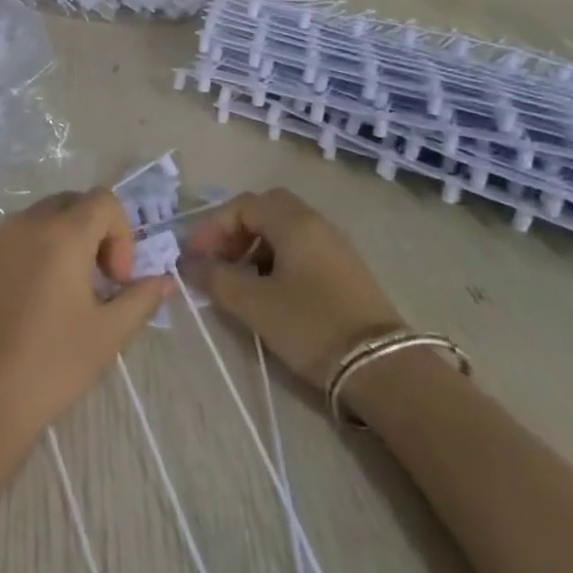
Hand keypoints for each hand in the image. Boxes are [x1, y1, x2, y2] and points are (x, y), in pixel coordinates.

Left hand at [0, 190, 174, 439]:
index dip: (120, 233)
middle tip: (92, 283)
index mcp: (61, 234)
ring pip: (30, 224)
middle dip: (88, 233)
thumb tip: (163, 281)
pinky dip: (17, 262)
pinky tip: (14, 310)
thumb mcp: (108, 334)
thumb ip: (140, 298)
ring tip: (52, 298)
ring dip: (52, 246)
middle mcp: (21, 224)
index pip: (103, 200)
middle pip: (66, 204)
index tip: (115, 280)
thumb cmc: (50, 365)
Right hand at [185, 189, 402, 390]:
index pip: (243, 205)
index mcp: (294, 222)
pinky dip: (277, 258)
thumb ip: (216, 278)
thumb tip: (190, 264)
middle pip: (266, 209)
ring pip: (285, 229)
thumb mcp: (253, 304)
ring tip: (239, 278)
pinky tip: (269, 289)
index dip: (212, 227)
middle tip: (218, 259)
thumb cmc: (310, 325)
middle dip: (235, 230)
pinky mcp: (346, 270)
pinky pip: (302, 248)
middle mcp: (317, 223)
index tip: (194, 257)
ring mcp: (336, 246)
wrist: (381, 367)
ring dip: (255, 245)